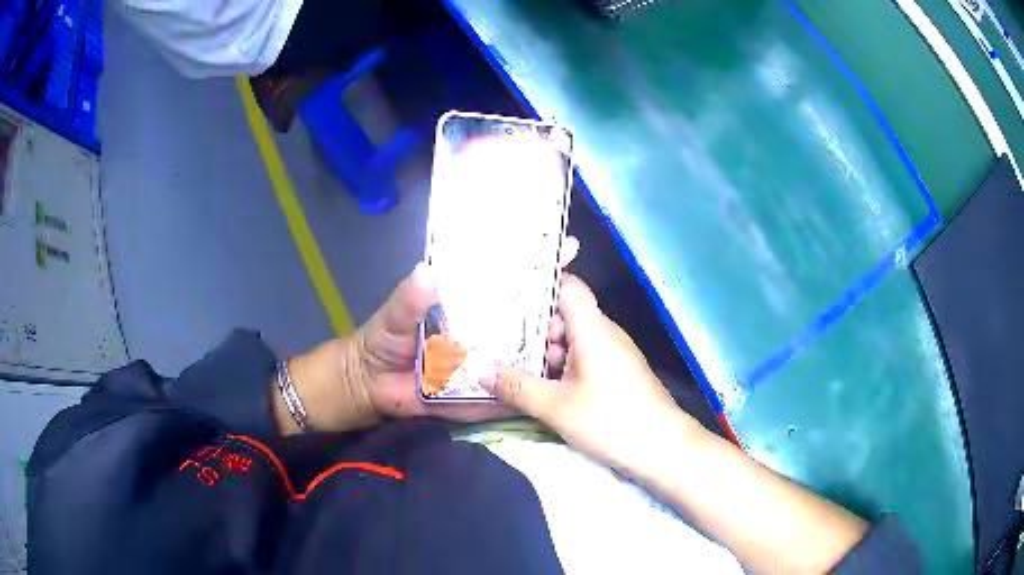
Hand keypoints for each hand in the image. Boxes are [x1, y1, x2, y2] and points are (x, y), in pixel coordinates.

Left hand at [280, 238, 578, 433]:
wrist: (371, 385)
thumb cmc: (383, 340)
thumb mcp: (395, 315)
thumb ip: (409, 298)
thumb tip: (427, 271)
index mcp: (467, 304)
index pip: (506, 282)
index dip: (535, 266)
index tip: (566, 250)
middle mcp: (484, 330)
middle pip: (525, 320)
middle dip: (553, 312)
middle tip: (578, 307)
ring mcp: (487, 362)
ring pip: (524, 356)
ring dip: (547, 352)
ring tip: (569, 346)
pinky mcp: (482, 392)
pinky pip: (508, 392)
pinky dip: (528, 392)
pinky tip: (551, 389)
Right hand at [481, 273, 707, 475]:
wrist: (663, 449)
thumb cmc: (611, 420)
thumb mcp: (556, 406)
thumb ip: (515, 386)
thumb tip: (478, 369)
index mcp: (593, 328)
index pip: (567, 287)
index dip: (538, 285)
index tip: (505, 296)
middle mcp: (604, 334)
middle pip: (563, 317)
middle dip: (530, 329)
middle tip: (494, 342)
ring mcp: (612, 356)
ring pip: (571, 343)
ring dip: (543, 355)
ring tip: (508, 369)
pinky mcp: (616, 376)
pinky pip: (582, 361)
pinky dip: (559, 370)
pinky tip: (538, 388)